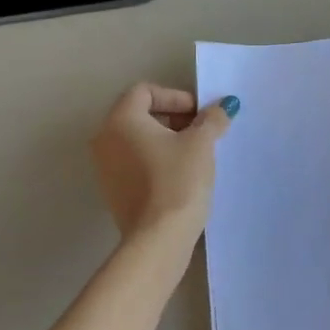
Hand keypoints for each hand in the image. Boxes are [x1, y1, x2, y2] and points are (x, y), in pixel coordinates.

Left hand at [90, 84, 236, 246]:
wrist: (158, 238)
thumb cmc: (178, 181)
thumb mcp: (201, 144)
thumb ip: (212, 119)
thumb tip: (224, 105)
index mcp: (120, 120)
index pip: (145, 91)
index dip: (176, 97)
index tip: (200, 116)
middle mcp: (105, 139)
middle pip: (140, 114)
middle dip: (173, 118)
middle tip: (201, 133)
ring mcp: (105, 167)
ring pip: (137, 140)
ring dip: (166, 140)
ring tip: (194, 156)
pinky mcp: (113, 190)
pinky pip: (134, 163)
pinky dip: (155, 160)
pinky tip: (180, 176)